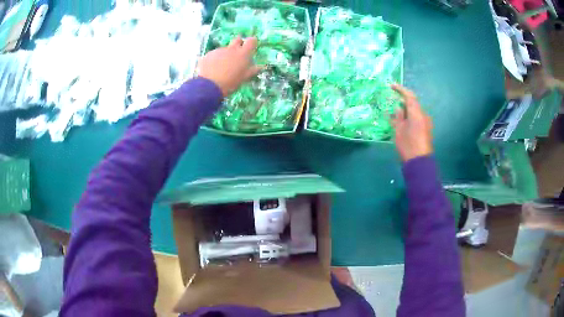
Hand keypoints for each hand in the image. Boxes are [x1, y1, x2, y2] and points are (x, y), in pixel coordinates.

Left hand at [198, 36, 262, 97]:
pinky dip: (215, 59)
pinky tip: (213, 69)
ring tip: (222, 66)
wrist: (208, 86)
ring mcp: (219, 50)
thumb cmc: (230, 83)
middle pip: (237, 40)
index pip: (251, 41)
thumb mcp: (244, 78)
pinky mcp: (209, 54)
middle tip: (238, 51)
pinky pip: (214, 54)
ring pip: (225, 49)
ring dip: (226, 54)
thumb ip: (252, 70)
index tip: (251, 46)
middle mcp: (232, 49)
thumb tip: (261, 66)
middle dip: (239, 42)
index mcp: (243, 54)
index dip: (252, 42)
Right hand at [391, 84, 433, 161]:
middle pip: (412, 104)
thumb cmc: (408, 145)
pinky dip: (408, 118)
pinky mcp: (425, 131)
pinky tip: (400, 123)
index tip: (391, 86)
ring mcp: (425, 124)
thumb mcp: (399, 130)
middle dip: (402, 102)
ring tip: (394, 114)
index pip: (409, 96)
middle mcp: (423, 116)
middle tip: (391, 102)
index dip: (400, 89)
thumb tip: (399, 108)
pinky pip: (415, 120)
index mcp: (417, 113)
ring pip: (414, 112)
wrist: (419, 163)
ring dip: (405, 111)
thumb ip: (399, 117)